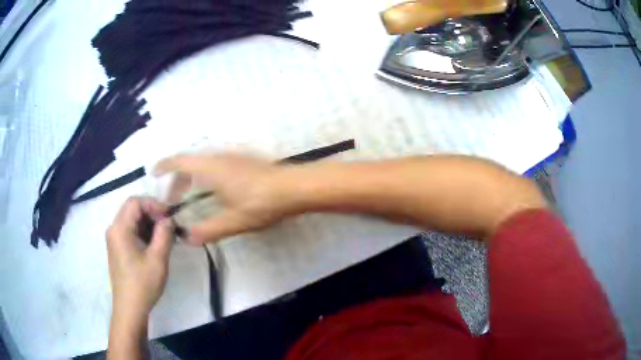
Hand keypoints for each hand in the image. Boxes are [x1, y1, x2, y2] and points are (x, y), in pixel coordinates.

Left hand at [106, 197, 173, 323]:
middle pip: (133, 209)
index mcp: (120, 228)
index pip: (135, 202)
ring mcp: (114, 238)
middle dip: (153, 214)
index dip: (154, 204)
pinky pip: (130, 231)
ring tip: (166, 237)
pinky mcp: (117, 247)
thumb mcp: (158, 259)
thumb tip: (169, 219)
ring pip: (132, 220)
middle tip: (170, 226)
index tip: (170, 216)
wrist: (130, 307)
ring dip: (149, 224)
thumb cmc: (143, 284)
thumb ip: (164, 234)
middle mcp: (113, 229)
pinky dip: (144, 232)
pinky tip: (156, 245)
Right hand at [155, 153, 297, 243]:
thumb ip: (207, 231)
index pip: (180, 161)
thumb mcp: (232, 222)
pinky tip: (212, 189)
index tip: (153, 172)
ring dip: (192, 175)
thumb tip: (187, 239)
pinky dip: (204, 173)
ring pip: (203, 162)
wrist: (294, 187)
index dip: (164, 166)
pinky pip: (215, 163)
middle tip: (173, 196)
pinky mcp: (243, 159)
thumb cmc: (261, 203)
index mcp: (210, 168)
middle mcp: (218, 157)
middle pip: (189, 162)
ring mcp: (232, 156)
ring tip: (190, 193)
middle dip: (178, 177)